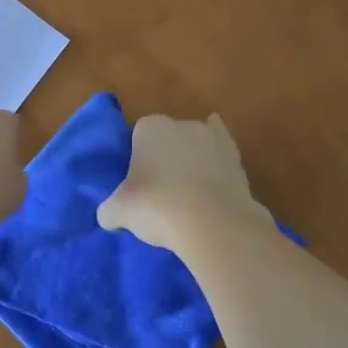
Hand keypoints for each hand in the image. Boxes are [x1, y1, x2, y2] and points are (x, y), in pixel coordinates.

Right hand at [97, 113, 272, 252]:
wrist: (212, 222)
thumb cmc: (156, 207)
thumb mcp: (118, 212)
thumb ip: (109, 209)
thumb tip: (109, 216)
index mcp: (150, 127)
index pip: (139, 136)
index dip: (138, 159)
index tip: (138, 184)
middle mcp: (183, 124)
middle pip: (169, 139)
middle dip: (166, 159)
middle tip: (160, 193)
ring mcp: (214, 139)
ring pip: (197, 147)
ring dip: (193, 164)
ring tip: (189, 198)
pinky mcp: (238, 158)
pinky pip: (223, 158)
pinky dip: (218, 169)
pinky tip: (213, 186)